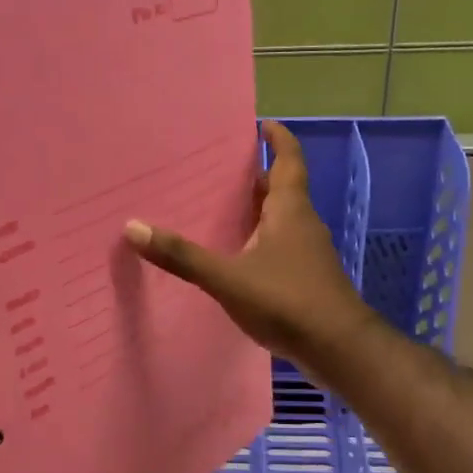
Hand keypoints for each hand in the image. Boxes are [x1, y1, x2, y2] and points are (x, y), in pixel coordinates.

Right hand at [125, 120, 375, 373]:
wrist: (338, 348)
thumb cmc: (287, 300)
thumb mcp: (228, 277)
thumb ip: (183, 256)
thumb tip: (133, 228)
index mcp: (290, 209)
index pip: (289, 159)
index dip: (278, 139)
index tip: (261, 124)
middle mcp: (303, 224)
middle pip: (282, 189)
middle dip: (256, 177)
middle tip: (220, 171)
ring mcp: (309, 253)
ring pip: (282, 220)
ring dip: (257, 211)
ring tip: (221, 211)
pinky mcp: (308, 279)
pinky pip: (281, 247)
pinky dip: (261, 242)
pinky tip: (238, 259)